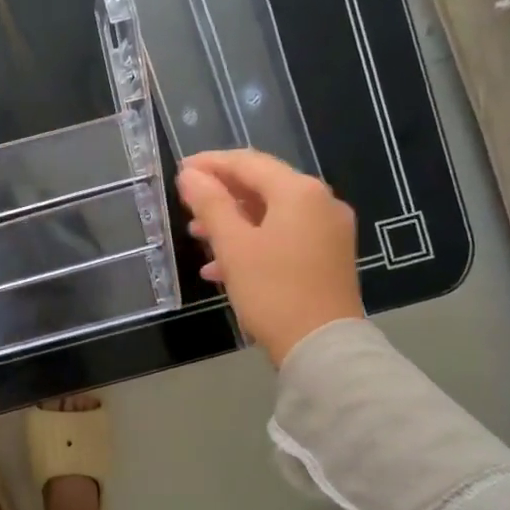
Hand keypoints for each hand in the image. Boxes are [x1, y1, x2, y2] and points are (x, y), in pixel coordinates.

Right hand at [176, 150, 364, 366]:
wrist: (322, 346)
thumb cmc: (273, 291)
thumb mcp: (234, 246)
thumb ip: (210, 204)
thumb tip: (190, 175)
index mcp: (299, 192)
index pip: (248, 162)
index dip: (210, 164)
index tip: (180, 171)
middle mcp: (321, 202)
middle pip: (263, 185)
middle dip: (222, 195)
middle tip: (187, 204)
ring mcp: (329, 230)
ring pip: (272, 213)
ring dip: (234, 220)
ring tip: (198, 235)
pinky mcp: (329, 256)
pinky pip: (285, 235)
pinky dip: (254, 241)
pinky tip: (223, 265)